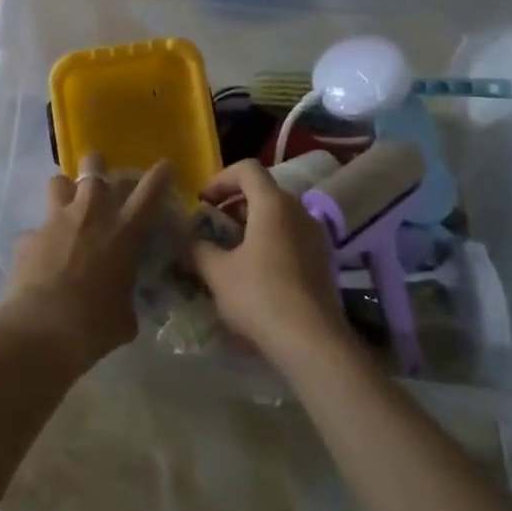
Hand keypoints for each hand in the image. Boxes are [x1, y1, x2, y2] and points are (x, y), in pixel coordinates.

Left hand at [1, 157, 174, 367]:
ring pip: (58, 182)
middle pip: (94, 167)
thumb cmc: (95, 325)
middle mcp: (90, 215)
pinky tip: (40, 260)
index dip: (160, 175)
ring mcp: (55, 221)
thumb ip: (125, 298)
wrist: (42, 329)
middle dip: (97, 167)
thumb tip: (121, 303)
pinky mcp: (27, 237)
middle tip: (101, 183)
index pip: (149, 192)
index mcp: (123, 232)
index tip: (165, 166)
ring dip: (65, 192)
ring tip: (66, 209)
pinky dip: (39, 241)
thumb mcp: (125, 316)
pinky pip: (35, 230)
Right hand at [193, 160, 348, 362]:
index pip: (247, 169)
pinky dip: (268, 242)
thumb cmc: (260, 296)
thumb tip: (189, 240)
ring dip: (250, 226)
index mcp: (273, 204)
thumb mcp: (217, 272)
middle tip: (211, 229)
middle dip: (232, 206)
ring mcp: (315, 235)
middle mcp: (298, 211)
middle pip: (262, 192)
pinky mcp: (322, 260)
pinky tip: (253, 274)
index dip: (220, 179)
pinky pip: (290, 237)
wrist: (312, 341)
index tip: (203, 203)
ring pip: (277, 216)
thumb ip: (198, 248)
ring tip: (228, 254)